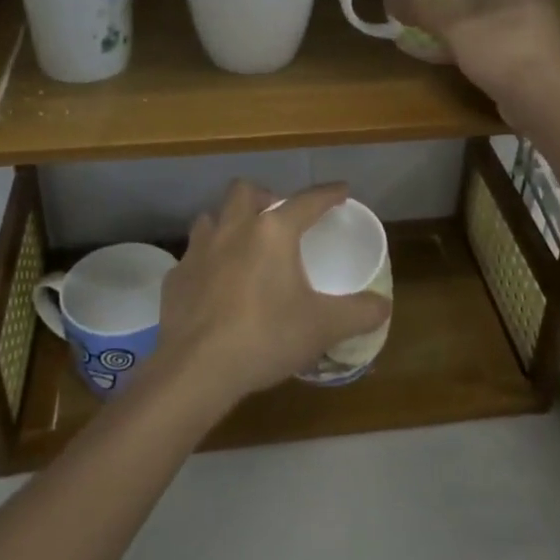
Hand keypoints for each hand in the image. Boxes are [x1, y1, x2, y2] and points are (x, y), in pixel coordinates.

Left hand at [154, 180, 391, 412]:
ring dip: (228, 223)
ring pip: (211, 218)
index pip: (307, 201)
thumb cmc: (266, 336)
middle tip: (277, 216)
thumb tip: (383, 306)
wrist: (196, 369)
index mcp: (272, 232)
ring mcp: (198, 251)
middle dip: (263, 196)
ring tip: (242, 245)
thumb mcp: (323, 327)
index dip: (328, 194)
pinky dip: (206, 262)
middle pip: (244, 191)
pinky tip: (214, 285)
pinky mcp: (175, 278)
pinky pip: (192, 257)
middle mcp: (233, 229)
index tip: (341, 190)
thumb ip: (359, 313)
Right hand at [383, 0, 559, 112]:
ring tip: (461, 4)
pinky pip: (512, 33)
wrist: (537, 98)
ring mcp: (542, 27)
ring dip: (494, 3)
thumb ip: (420, 7)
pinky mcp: (537, 55)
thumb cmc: (501, 44)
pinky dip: (491, 34)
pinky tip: (464, 44)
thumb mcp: (451, 22)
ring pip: (519, 3)